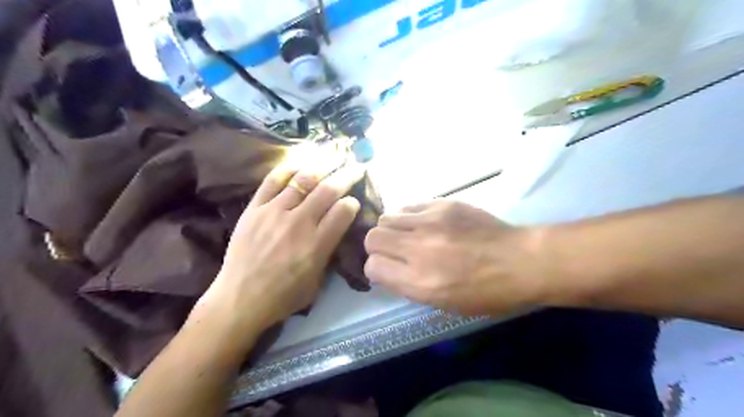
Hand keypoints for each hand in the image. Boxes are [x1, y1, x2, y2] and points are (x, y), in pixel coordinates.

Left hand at [200, 153, 364, 331]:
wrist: (239, 299)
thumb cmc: (283, 296)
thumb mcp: (317, 281)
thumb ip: (328, 252)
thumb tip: (335, 230)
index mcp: (317, 245)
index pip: (343, 211)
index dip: (353, 202)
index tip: (354, 201)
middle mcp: (299, 223)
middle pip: (328, 190)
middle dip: (347, 175)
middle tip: (356, 166)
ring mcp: (274, 212)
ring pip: (303, 180)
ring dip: (322, 165)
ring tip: (333, 155)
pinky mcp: (254, 208)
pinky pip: (272, 181)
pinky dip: (289, 168)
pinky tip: (301, 162)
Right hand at [364, 201, 547, 314]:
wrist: (522, 261)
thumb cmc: (486, 293)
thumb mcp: (444, 303)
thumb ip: (408, 285)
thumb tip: (386, 269)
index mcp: (420, 281)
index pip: (372, 266)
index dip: (376, 269)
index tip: (386, 270)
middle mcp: (419, 248)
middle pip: (372, 237)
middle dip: (377, 247)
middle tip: (394, 251)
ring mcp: (431, 222)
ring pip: (387, 218)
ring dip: (392, 229)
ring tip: (409, 236)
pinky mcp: (443, 204)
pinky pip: (409, 206)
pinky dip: (409, 217)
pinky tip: (424, 224)